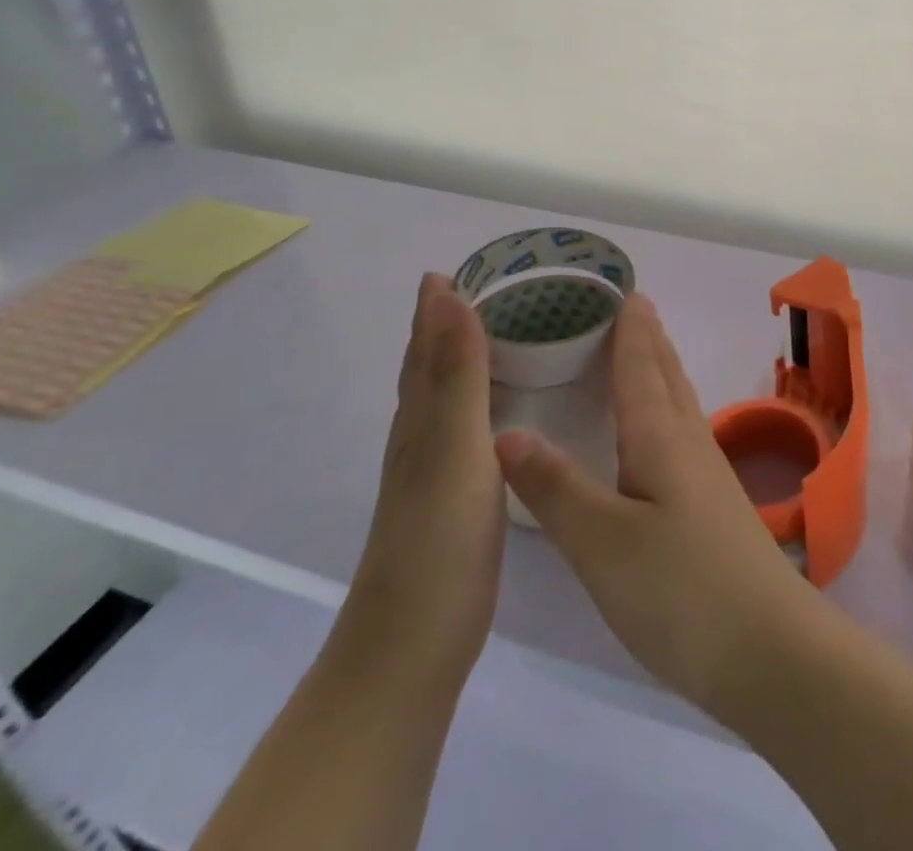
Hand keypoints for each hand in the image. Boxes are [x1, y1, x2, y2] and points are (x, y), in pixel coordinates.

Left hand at [340, 273, 505, 685]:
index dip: (435, 308)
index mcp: (421, 417)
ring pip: (445, 397)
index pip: (426, 346)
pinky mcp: (455, 497)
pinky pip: (466, 426)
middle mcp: (422, 436)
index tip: (452, 268)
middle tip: (477, 289)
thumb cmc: (438, 538)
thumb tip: (449, 296)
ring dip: (461, 359)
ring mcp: (436, 469)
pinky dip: (478, 400)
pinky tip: (498, 409)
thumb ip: (458, 373)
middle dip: (444, 325)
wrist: (414, 643)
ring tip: (493, 333)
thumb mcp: (453, 446)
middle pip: (429, 366)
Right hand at [494, 293, 825, 712]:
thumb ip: (556, 488)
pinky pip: (684, 431)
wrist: (767, 648)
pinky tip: (661, 430)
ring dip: (661, 368)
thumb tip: (506, 432)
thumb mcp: (603, 543)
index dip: (630, 329)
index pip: (641, 367)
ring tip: (645, 350)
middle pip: (666, 374)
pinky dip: (666, 408)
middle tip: (632, 305)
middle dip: (649, 338)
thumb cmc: (680, 591)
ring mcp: (707, 472)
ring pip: (679, 401)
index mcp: (660, 437)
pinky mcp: (713, 503)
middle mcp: (688, 442)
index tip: (623, 291)